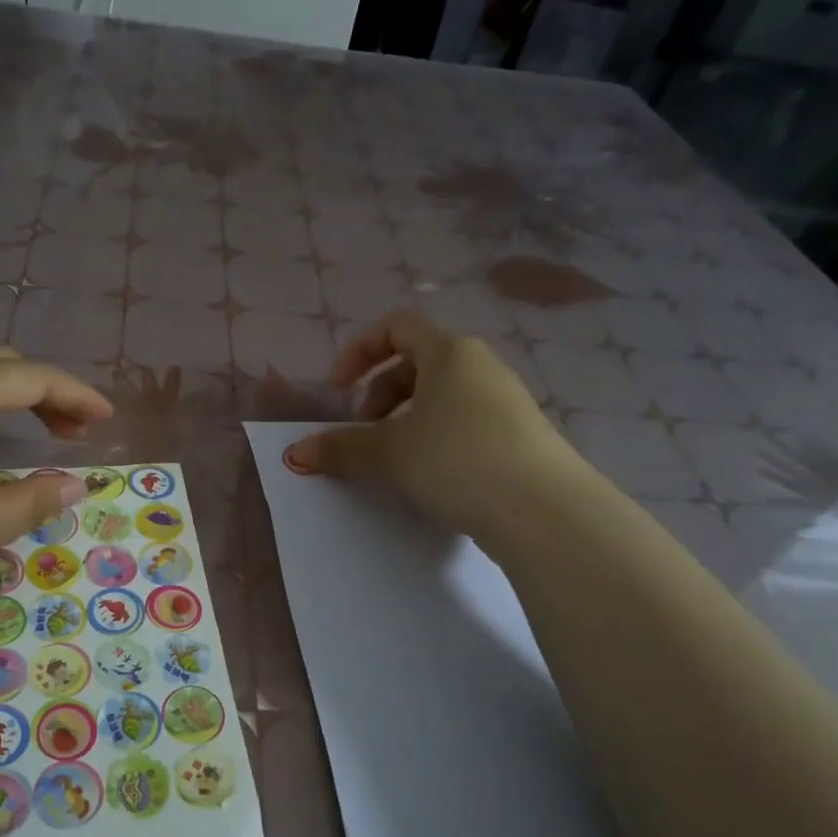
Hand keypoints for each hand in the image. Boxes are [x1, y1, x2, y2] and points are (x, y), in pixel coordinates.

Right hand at [283, 311, 570, 535]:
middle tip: (365, 431)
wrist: (542, 509)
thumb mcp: (389, 454)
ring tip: (395, 459)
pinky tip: (432, 477)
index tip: (338, 391)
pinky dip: (436, 438)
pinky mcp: (518, 435)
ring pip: (441, 396)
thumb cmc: (456, 460)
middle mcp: (480, 366)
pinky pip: (464, 422)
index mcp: (449, 353)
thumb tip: (295, 454)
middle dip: (380, 393)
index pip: (395, 327)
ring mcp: (505, 401)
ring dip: (406, 419)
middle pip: (417, 362)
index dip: (358, 353)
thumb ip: (340, 449)